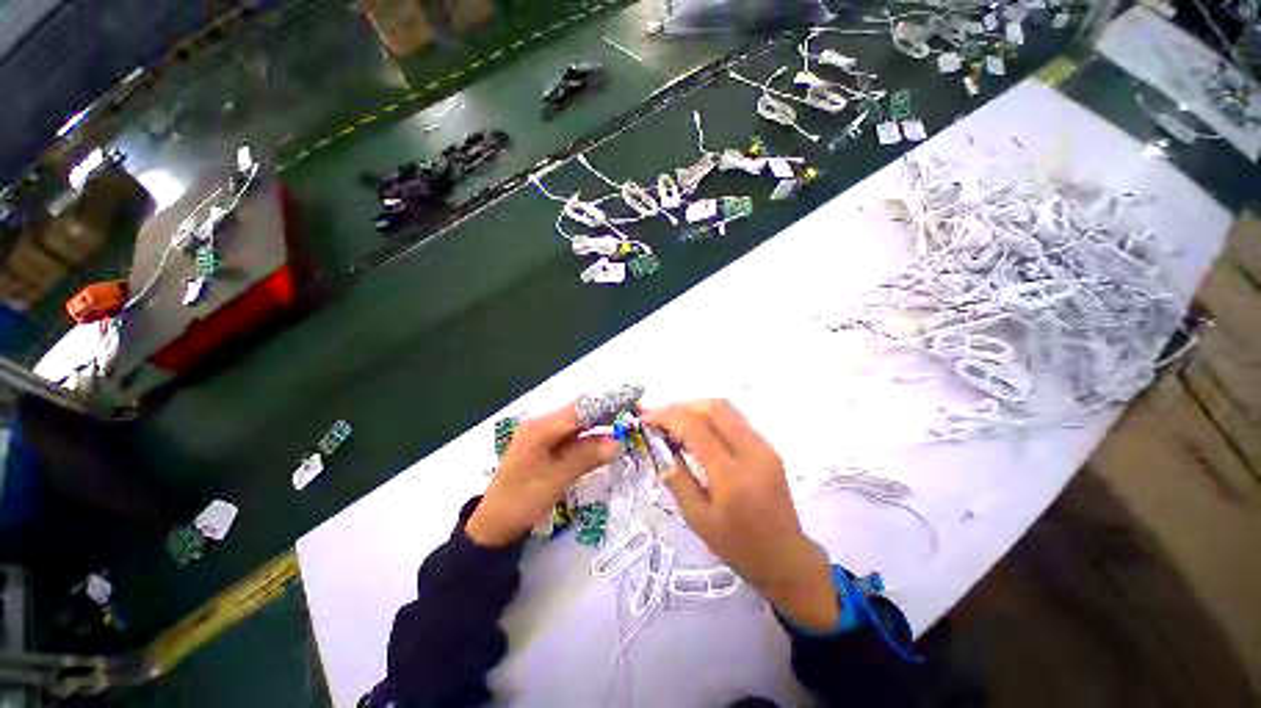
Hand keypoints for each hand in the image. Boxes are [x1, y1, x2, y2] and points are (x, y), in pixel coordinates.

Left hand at [466, 404, 619, 547]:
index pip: (581, 408)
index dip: (608, 402)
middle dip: (610, 410)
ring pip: (581, 422)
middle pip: (582, 411)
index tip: (633, 398)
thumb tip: (618, 442)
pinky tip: (609, 439)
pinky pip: (576, 435)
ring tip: (629, 424)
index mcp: (541, 428)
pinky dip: (594, 435)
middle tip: (637, 413)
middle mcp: (544, 424)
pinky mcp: (549, 445)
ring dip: (604, 422)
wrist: (493, 525)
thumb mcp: (555, 480)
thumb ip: (586, 457)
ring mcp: (546, 434)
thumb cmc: (520, 502)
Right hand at [643, 400, 838, 630]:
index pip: (696, 428)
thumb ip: (677, 481)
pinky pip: (734, 419)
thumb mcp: (698, 520)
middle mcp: (752, 452)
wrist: (786, 558)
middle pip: (713, 408)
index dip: (667, 416)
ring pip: (725, 408)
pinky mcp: (767, 446)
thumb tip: (660, 449)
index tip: (646, 419)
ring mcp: (764, 446)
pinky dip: (709, 416)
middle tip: (657, 417)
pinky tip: (694, 428)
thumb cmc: (738, 547)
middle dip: (680, 406)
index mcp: (732, 476)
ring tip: (672, 420)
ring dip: (694, 407)